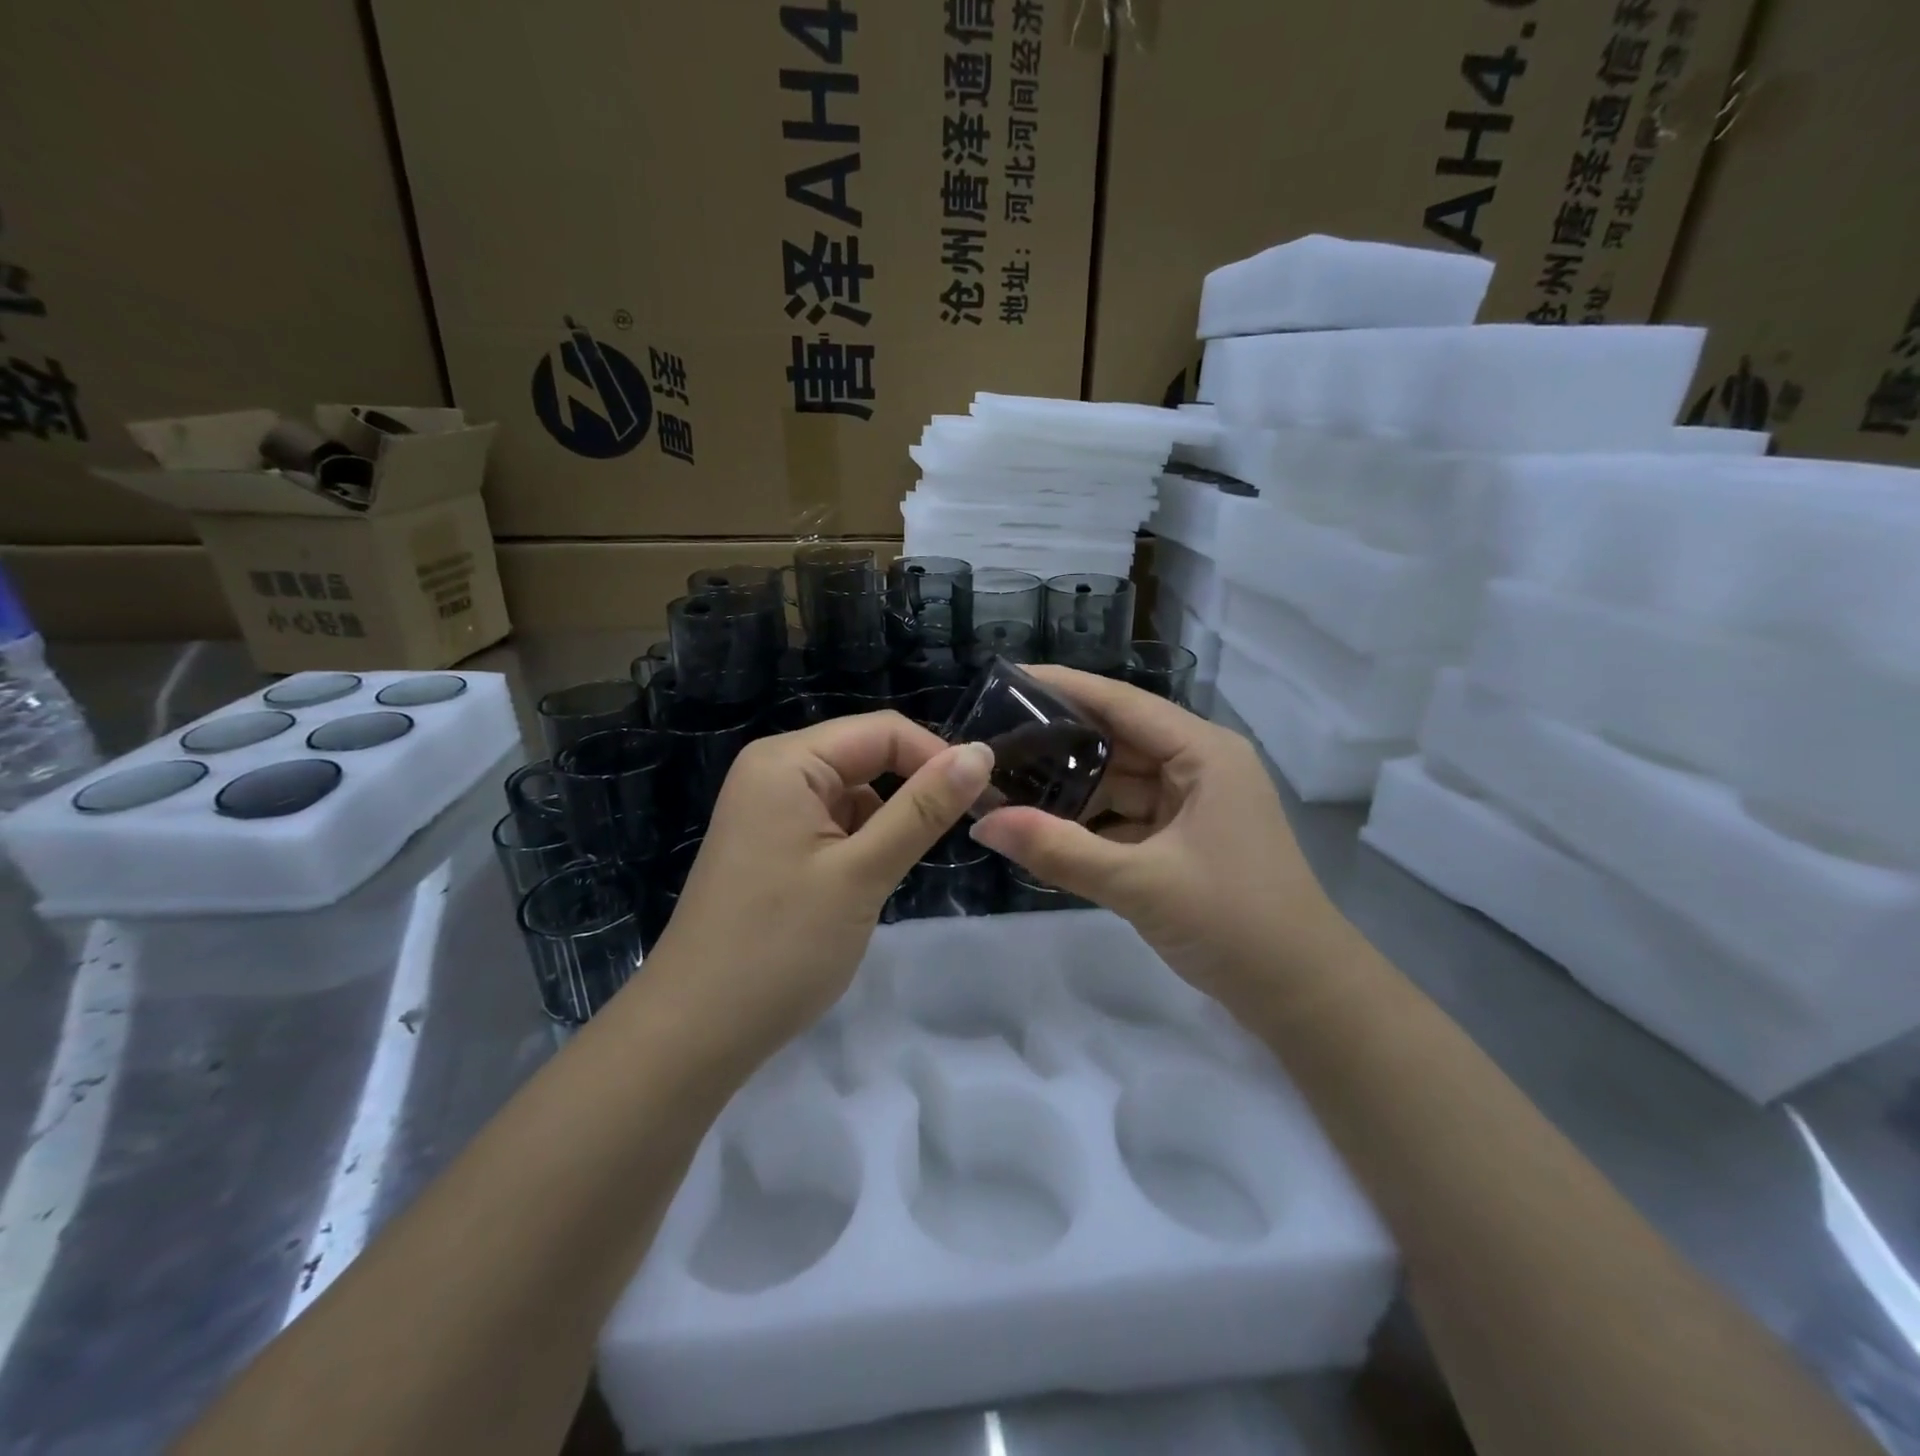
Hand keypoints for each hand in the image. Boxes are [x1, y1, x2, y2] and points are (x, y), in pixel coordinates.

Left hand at [642, 712, 994, 1064]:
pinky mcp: (771, 844)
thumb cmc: (780, 947)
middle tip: (961, 836)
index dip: (938, 758)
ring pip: (854, 793)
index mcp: (787, 761)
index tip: (985, 802)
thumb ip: (923, 809)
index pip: (884, 731)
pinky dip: (862, 844)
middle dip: (914, 791)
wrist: (695, 1032)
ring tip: (897, 874)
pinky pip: (833, 823)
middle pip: (866, 756)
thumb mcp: (862, 873)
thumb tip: (981, 753)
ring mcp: (768, 810)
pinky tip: (865, 885)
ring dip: (888, 823)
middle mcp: (773, 771)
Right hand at [969, 667, 1348, 1015]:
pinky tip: (1046, 826)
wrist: (1302, 995)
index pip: (1121, 702)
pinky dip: (1091, 821)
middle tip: (993, 741)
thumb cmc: (1234, 922)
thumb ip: (1059, 851)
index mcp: (1203, 753)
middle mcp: (1200, 766)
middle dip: (1059, 741)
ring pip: (1120, 780)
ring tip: (1008, 781)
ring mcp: (1194, 804)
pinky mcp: (1186, 839)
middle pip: (1118, 738)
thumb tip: (981, 822)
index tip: (1006, 681)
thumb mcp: (1140, 884)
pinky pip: (1128, 816)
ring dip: (1072, 785)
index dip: (1063, 688)